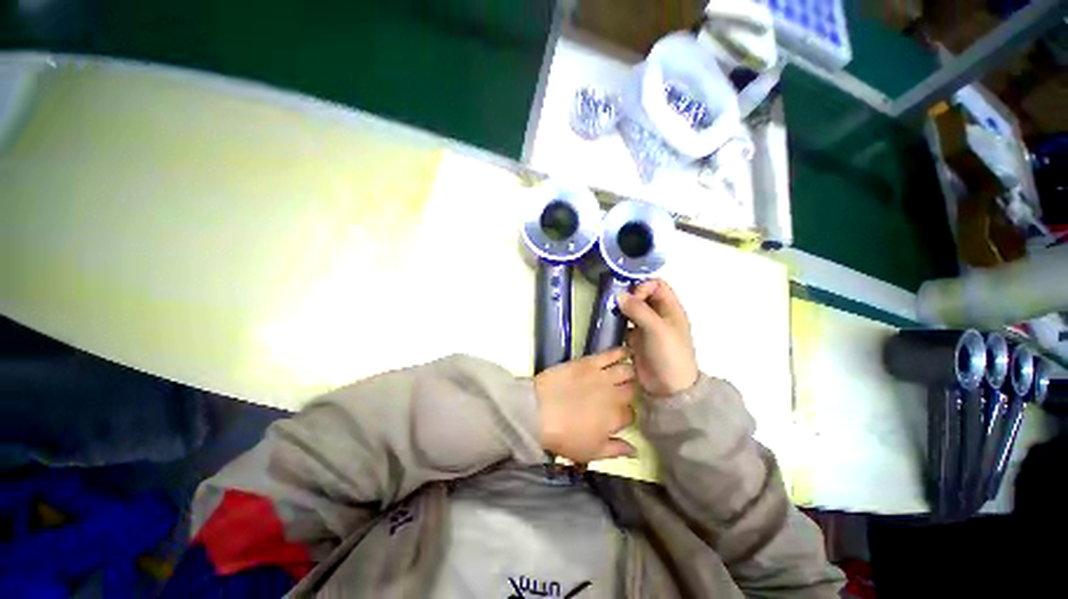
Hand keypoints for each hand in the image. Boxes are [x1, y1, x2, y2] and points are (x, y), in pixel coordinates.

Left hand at [534, 348, 636, 462]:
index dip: (625, 415)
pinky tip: (625, 352)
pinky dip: (621, 352)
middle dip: (629, 393)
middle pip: (631, 391)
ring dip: (630, 373)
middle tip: (622, 394)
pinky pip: (611, 354)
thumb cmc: (564, 436)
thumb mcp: (591, 452)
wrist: (539, 411)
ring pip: (627, 371)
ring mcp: (604, 376)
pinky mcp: (590, 362)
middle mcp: (616, 395)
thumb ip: (615, 450)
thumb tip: (635, 450)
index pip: (630, 414)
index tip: (618, 415)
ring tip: (627, 373)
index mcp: (617, 418)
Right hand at [616, 279, 698, 396]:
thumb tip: (619, 295)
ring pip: (634, 308)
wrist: (668, 388)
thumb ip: (639, 310)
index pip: (657, 285)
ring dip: (622, 307)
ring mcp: (647, 327)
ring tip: (610, 310)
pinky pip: (626, 323)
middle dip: (630, 294)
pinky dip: (618, 320)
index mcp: (671, 309)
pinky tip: (610, 323)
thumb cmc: (669, 355)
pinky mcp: (637, 338)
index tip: (631, 297)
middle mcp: (659, 315)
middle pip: (644, 295)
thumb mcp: (657, 329)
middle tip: (615, 301)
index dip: (644, 286)